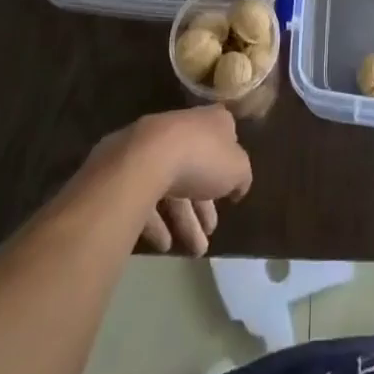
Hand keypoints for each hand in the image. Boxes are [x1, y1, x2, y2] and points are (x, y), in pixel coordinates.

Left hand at [93, 106, 251, 255]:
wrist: (147, 159)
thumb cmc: (201, 157)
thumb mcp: (238, 167)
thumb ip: (242, 176)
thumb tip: (239, 185)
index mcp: (212, 121)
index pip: (225, 139)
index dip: (229, 167)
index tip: (231, 193)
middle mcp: (184, 129)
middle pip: (198, 169)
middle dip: (205, 205)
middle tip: (210, 234)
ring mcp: (155, 149)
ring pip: (174, 187)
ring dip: (185, 221)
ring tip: (194, 252)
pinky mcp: (131, 171)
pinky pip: (148, 199)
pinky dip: (158, 223)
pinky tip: (165, 245)